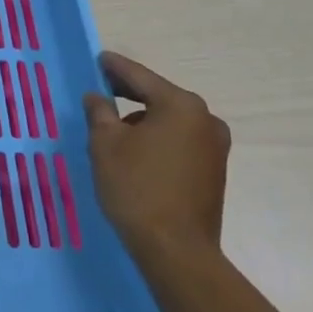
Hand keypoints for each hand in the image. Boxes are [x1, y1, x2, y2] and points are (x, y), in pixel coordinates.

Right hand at [83, 52, 230, 274]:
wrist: (177, 252)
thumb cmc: (137, 188)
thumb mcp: (105, 144)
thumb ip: (99, 112)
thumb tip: (97, 97)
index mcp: (180, 105)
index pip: (139, 76)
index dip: (114, 67)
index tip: (99, 58)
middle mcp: (204, 119)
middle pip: (158, 96)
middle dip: (129, 94)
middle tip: (102, 90)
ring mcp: (215, 147)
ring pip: (169, 121)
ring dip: (144, 120)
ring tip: (115, 129)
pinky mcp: (214, 172)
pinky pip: (180, 142)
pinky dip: (158, 140)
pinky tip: (137, 153)